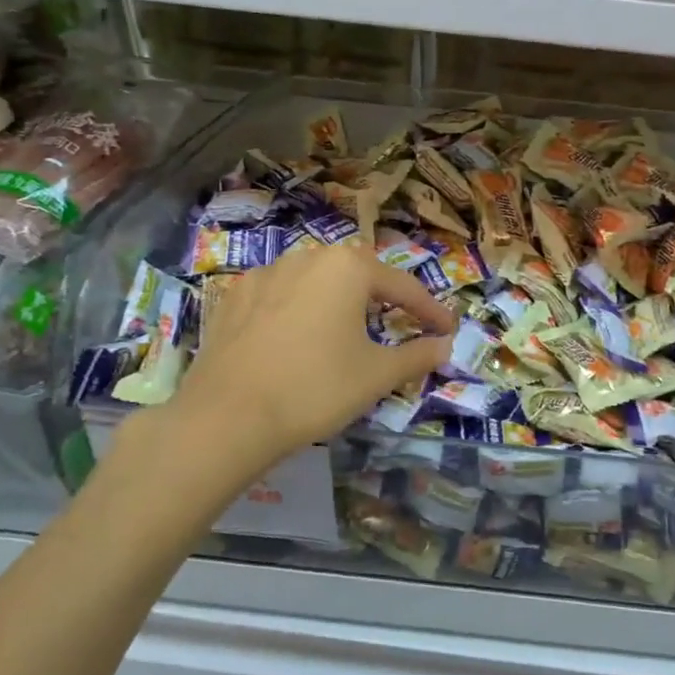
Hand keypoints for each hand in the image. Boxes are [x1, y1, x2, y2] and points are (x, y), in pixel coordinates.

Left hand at [170, 243, 453, 473]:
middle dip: (384, 298)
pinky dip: (300, 310)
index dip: (431, 311)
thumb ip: (417, 356)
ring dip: (339, 300)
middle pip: (358, 275)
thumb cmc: (315, 388)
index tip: (448, 330)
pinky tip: (298, 336)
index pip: (404, 287)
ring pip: (316, 281)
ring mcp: (265, 274)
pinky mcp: (233, 297)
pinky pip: (280, 295)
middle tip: (401, 323)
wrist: (226, 416)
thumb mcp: (377, 375)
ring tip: (348, 328)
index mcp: (348, 268)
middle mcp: (307, 257)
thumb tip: (445, 346)